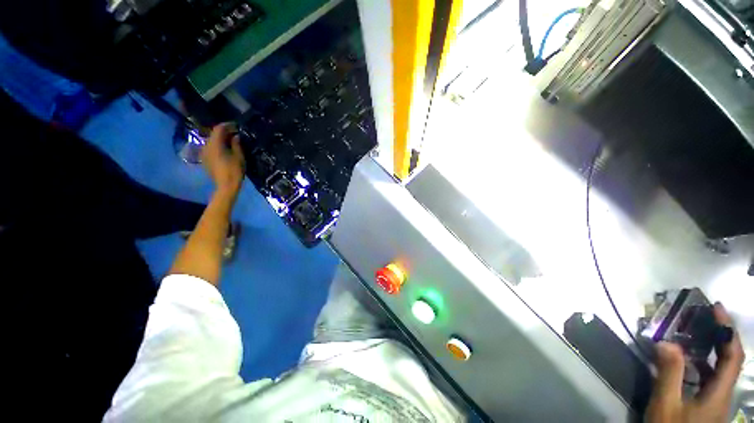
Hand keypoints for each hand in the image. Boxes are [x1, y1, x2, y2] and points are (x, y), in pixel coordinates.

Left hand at [202, 123, 244, 195]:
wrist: (226, 186)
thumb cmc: (234, 171)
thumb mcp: (239, 156)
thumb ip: (236, 144)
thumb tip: (235, 136)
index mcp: (215, 144)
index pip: (219, 129)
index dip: (228, 125)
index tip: (237, 126)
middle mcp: (206, 146)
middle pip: (214, 134)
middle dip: (224, 132)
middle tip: (235, 133)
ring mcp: (204, 153)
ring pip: (211, 141)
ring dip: (220, 139)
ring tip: (231, 142)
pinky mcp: (205, 159)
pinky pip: (210, 148)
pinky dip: (217, 146)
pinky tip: (225, 150)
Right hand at [646, 303, 745, 422]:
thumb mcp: (666, 404)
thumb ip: (669, 373)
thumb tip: (666, 341)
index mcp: (720, 392)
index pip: (732, 355)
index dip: (728, 330)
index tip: (716, 308)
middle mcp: (724, 393)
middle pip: (731, 359)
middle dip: (721, 335)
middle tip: (705, 315)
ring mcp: (717, 399)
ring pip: (721, 368)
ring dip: (711, 347)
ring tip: (694, 333)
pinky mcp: (708, 403)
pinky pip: (711, 376)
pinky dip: (702, 362)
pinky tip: (687, 360)